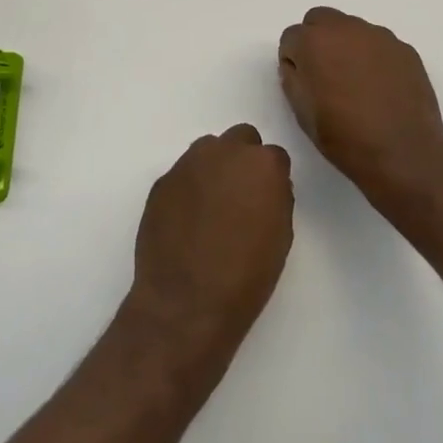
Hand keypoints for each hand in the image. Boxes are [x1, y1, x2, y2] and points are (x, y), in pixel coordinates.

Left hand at [127, 126, 293, 364]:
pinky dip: (188, 188)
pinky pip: (182, 174)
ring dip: (214, 167)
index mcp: (262, 164)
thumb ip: (277, 199)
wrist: (186, 303)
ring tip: (211, 206)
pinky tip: (187, 219)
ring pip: (208, 150)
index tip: (267, 200)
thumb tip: (266, 189)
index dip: (271, 179)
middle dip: (243, 160)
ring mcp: (189, 163)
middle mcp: (225, 152)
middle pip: (240, 139)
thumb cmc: (246, 276)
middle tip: (240, 195)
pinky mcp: (162, 181)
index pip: (274, 156)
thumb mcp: (280, 237)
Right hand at [278, 7, 442, 205]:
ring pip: (352, 29)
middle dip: (317, 40)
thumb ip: (293, 78)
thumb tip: (298, 65)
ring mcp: (379, 36)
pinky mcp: (404, 48)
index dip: (294, 59)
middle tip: (324, 73)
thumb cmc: (344, 136)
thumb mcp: (302, 112)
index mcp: (314, 42)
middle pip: (320, 20)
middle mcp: (345, 28)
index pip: (291, 37)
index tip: (303, 81)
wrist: (403, 152)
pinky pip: (378, 44)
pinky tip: (380, 87)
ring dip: (346, 46)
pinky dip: (373, 57)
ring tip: (356, 83)